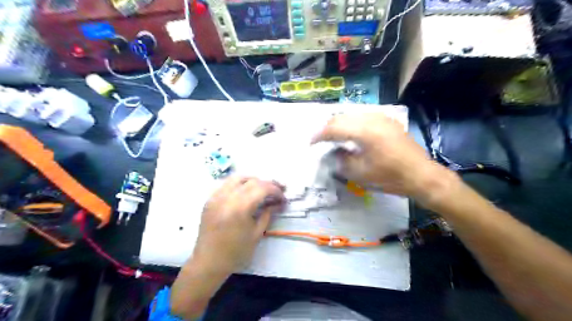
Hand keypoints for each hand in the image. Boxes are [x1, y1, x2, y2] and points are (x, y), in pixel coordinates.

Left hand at [192, 176, 283, 274]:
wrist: (208, 262)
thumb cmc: (236, 252)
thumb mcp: (256, 233)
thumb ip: (268, 214)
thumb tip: (278, 202)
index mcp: (240, 207)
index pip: (262, 188)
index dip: (275, 190)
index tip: (283, 197)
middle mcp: (227, 197)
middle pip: (252, 181)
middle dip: (267, 184)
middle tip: (277, 191)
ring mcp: (216, 196)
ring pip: (238, 178)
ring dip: (253, 180)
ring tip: (262, 189)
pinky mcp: (210, 200)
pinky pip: (226, 184)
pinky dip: (239, 184)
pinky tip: (245, 192)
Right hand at [311, 112, 453, 202]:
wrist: (422, 176)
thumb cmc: (391, 177)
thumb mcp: (361, 174)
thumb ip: (342, 161)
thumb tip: (333, 153)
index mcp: (365, 131)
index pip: (334, 127)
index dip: (319, 135)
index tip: (311, 143)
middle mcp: (372, 118)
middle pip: (342, 117)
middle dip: (327, 127)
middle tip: (319, 139)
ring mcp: (382, 118)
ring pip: (352, 114)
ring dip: (339, 123)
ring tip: (331, 135)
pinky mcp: (388, 121)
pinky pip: (363, 116)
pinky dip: (352, 123)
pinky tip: (350, 132)